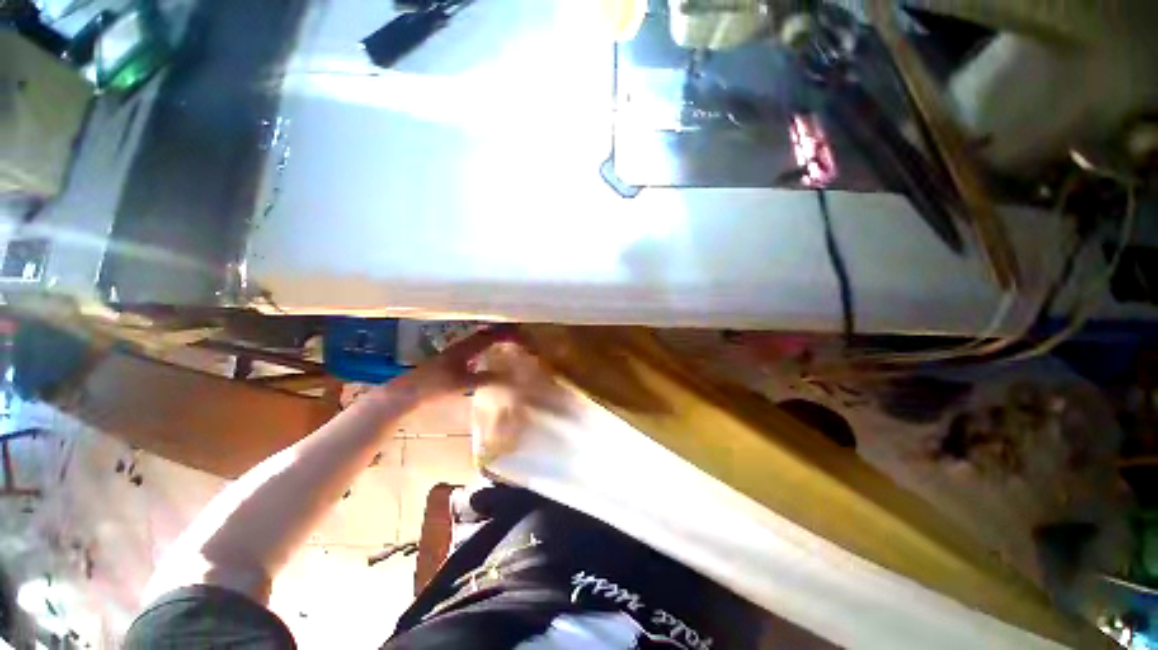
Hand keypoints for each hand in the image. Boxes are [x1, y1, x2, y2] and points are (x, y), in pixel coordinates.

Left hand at [384, 327, 513, 403]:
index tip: (522, 337)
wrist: (407, 391)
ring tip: (509, 341)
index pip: (491, 336)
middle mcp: (462, 345)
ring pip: (480, 339)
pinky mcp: (452, 359)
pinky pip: (475, 347)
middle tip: (519, 336)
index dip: (508, 335)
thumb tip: (509, 376)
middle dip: (503, 332)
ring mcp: (456, 351)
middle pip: (487, 333)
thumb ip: (486, 379)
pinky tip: (489, 354)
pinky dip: (487, 346)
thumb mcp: (462, 384)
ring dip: (495, 338)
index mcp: (465, 348)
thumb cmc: (434, 386)